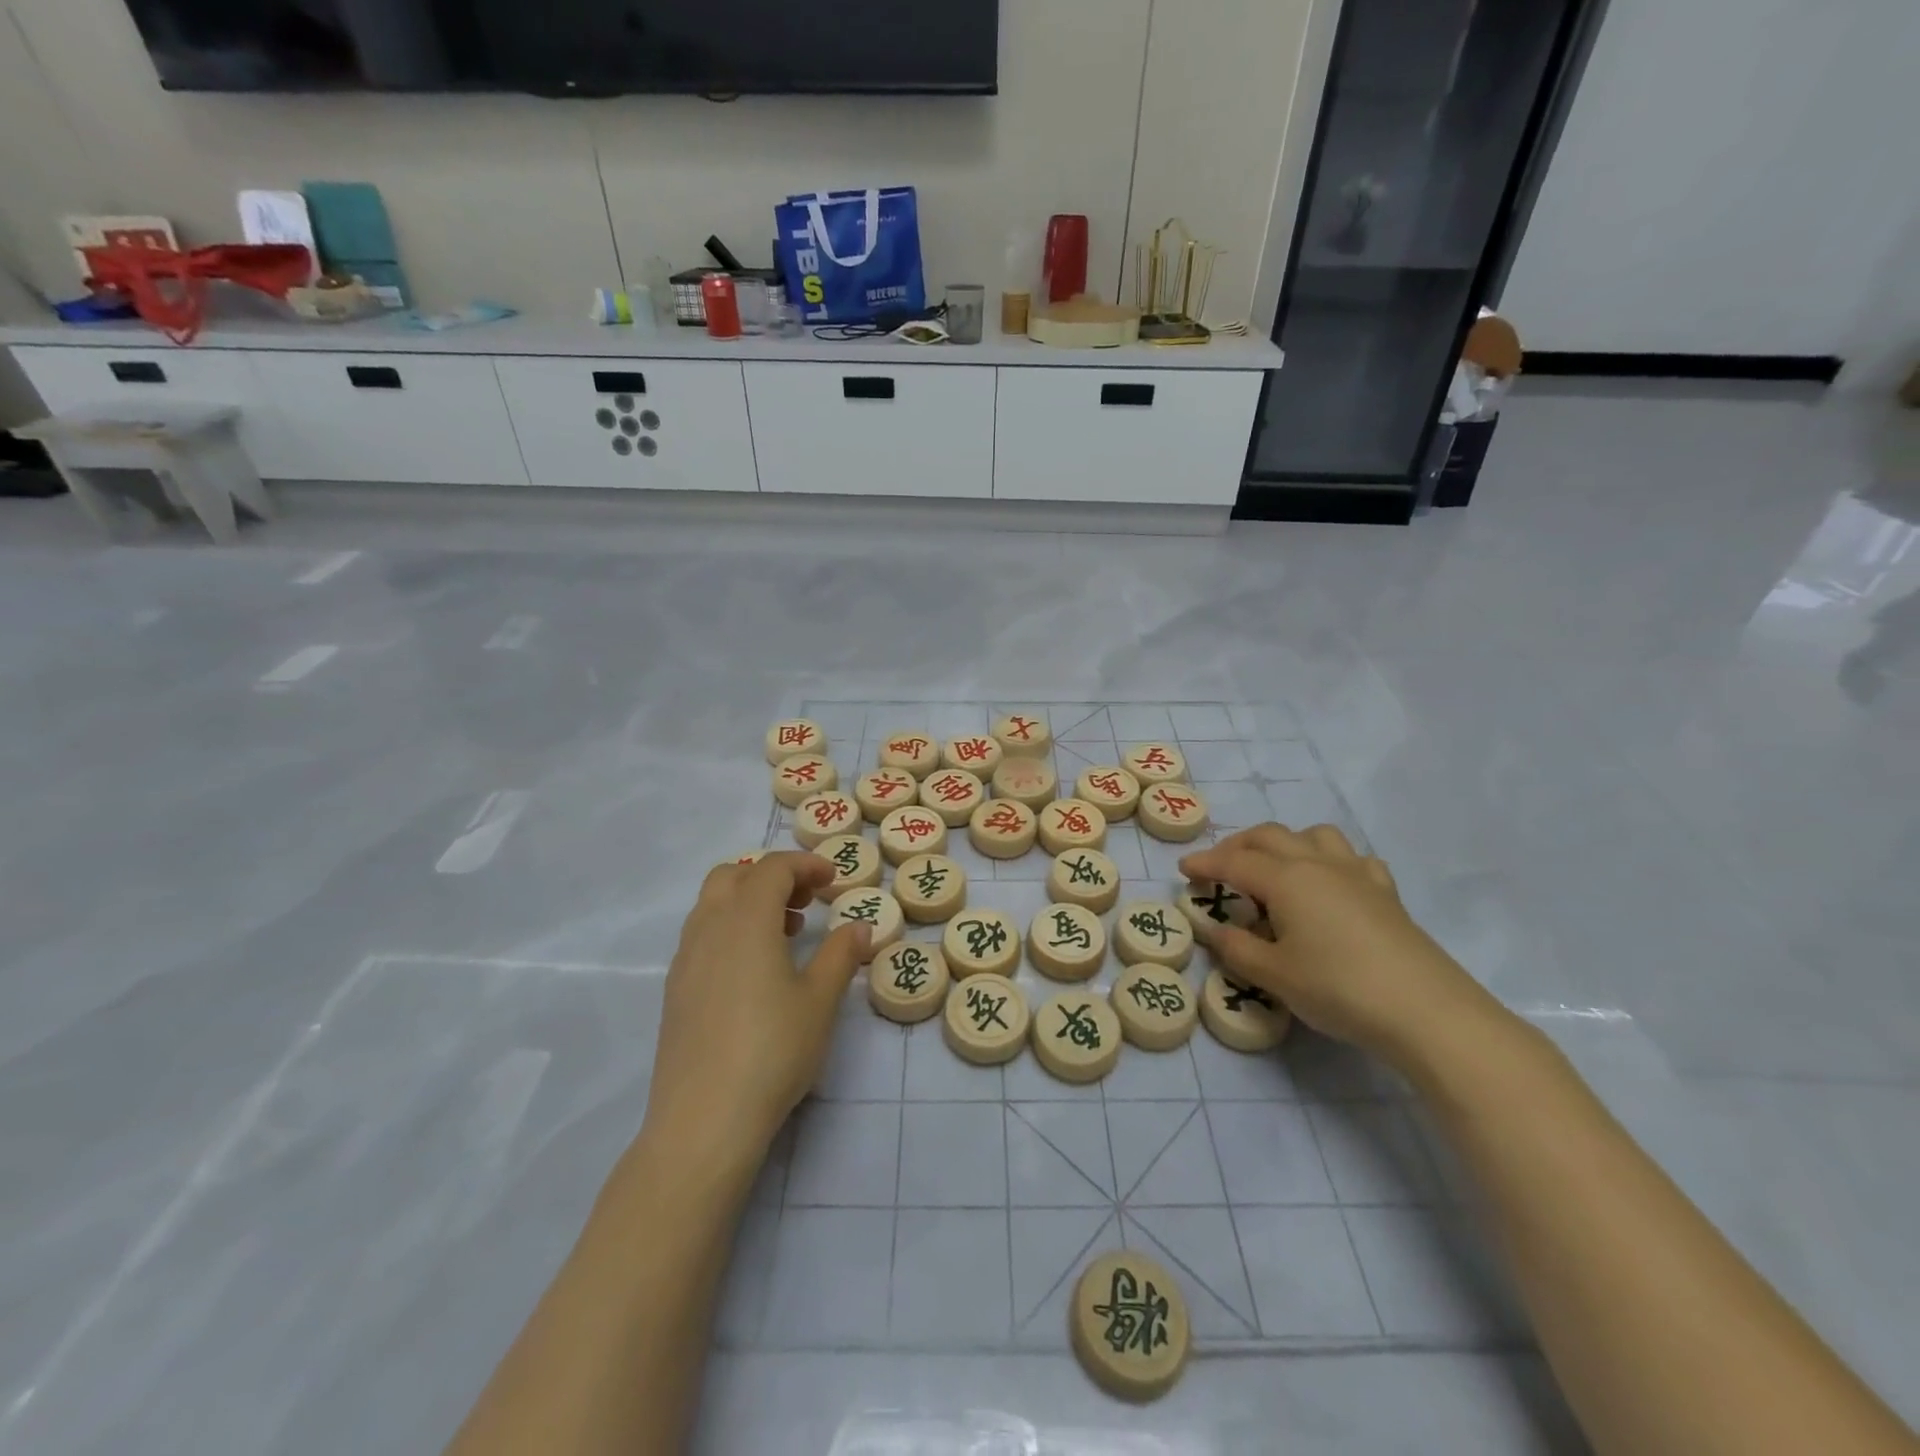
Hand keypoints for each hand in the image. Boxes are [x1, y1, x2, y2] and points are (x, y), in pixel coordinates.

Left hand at [642, 853, 868, 1170]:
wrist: (704, 1120)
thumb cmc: (772, 1050)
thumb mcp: (820, 1001)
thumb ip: (841, 955)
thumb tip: (859, 926)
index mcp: (746, 920)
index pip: (772, 869)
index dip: (805, 865)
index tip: (833, 880)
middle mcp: (709, 928)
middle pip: (733, 875)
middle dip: (771, 876)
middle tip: (805, 901)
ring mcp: (685, 959)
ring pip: (712, 904)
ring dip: (748, 901)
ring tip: (785, 934)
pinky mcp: (675, 990)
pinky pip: (702, 934)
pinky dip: (730, 928)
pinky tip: (754, 970)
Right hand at [1179, 823, 1497, 1068]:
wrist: (1426, 1011)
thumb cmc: (1339, 989)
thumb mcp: (1274, 975)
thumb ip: (1237, 949)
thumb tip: (1217, 931)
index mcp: (1286, 879)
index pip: (1234, 862)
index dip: (1205, 863)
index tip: (1183, 869)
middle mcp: (1318, 864)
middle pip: (1270, 836)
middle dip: (1238, 846)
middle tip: (1219, 867)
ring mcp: (1356, 874)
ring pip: (1313, 836)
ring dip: (1285, 843)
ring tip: (1273, 868)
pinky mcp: (1385, 893)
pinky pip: (1352, 859)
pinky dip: (1330, 861)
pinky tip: (1330, 884)